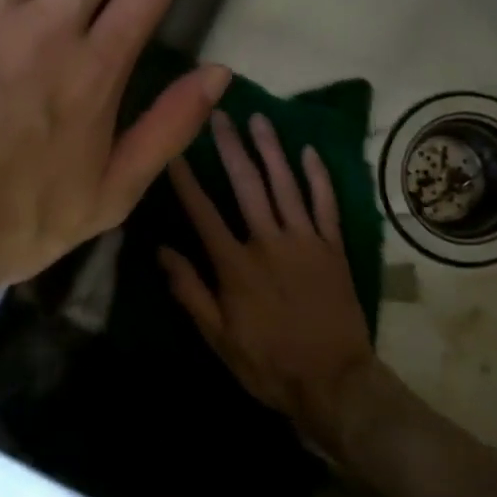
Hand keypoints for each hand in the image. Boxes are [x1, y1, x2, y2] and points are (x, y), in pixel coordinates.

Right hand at [160, 111, 375, 452]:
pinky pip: (325, 204)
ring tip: (258, 118)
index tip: (174, 148)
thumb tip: (162, 251)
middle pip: (246, 185)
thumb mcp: (219, 338)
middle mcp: (269, 242)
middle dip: (230, 147)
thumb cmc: (269, 364)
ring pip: (285, 184)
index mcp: (235, 265)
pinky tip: (308, 152)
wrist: (333, 381)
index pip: (203, 212)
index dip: (186, 179)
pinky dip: (317, 177)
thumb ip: (190, 292)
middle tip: (218, 114)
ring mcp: (305, 240)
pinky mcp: (333, 246)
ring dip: (270, 149)